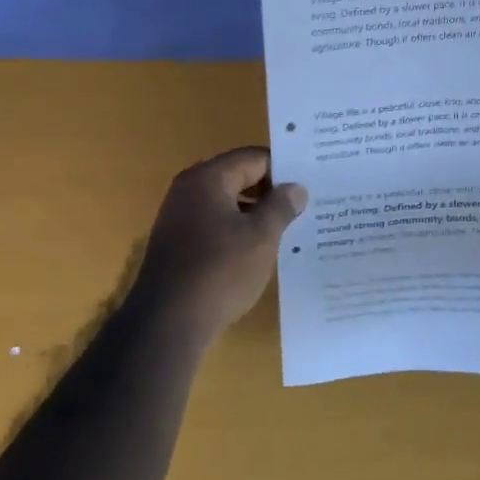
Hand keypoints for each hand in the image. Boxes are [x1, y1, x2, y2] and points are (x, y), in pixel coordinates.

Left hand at [128, 147, 307, 341]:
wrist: (168, 321)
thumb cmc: (220, 271)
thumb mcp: (260, 237)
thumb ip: (280, 207)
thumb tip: (296, 188)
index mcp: (207, 178)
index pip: (253, 158)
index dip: (284, 169)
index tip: (311, 185)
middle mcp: (188, 190)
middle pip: (238, 177)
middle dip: (271, 191)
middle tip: (306, 206)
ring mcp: (179, 217)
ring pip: (227, 203)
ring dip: (255, 213)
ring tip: (289, 229)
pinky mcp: (178, 243)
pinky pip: (214, 225)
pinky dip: (237, 231)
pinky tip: (259, 251)